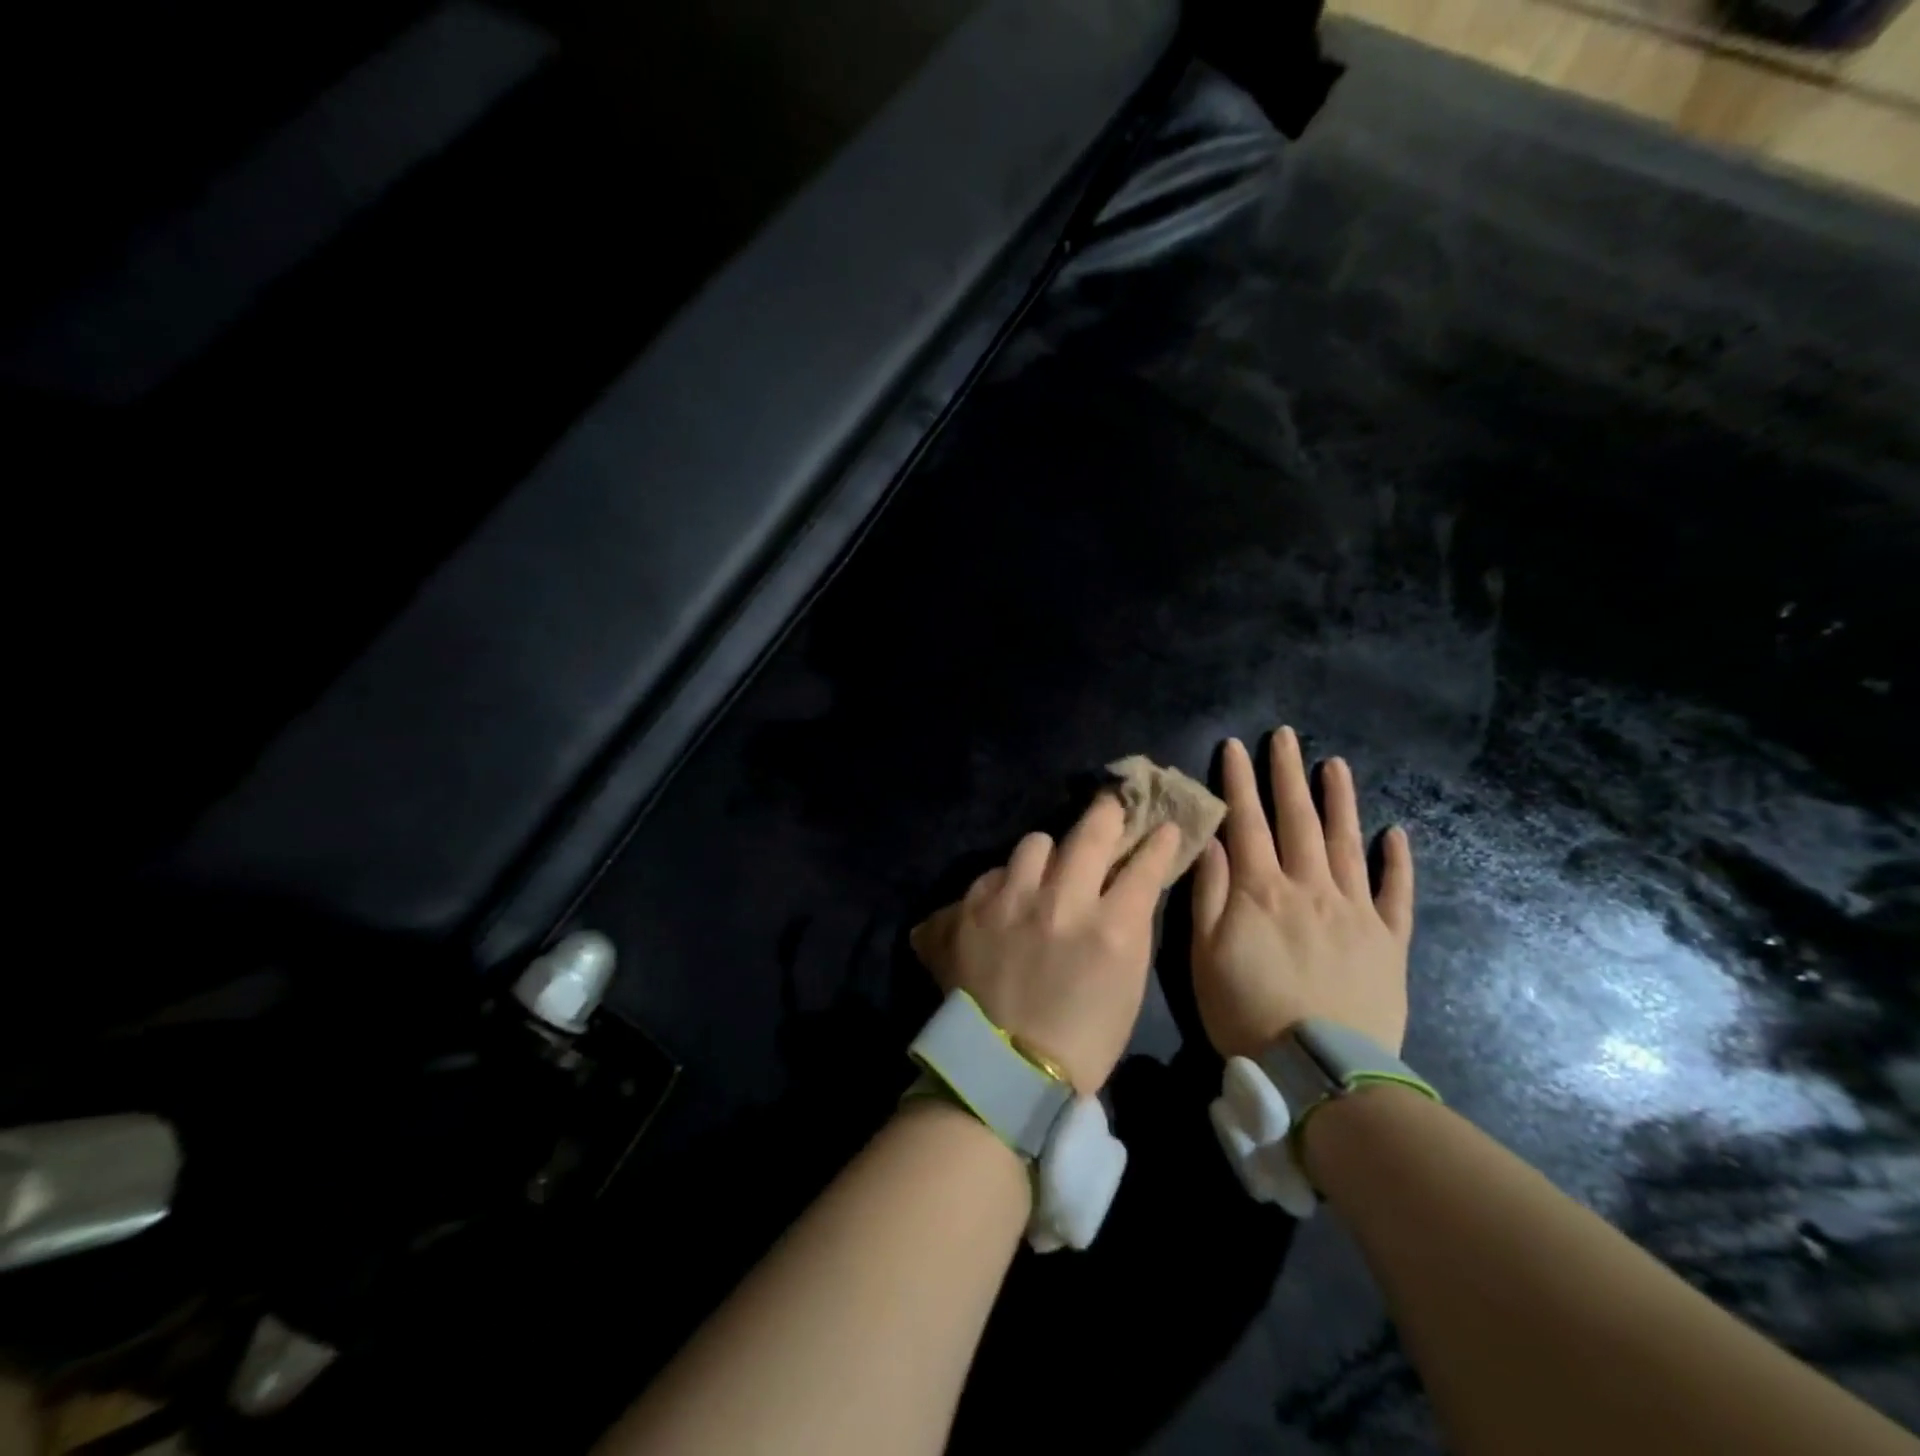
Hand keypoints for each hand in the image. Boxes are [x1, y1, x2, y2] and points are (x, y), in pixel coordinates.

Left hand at [912, 796, 1181, 1092]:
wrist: (1006, 1073)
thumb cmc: (1082, 1039)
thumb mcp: (1126, 984)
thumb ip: (1127, 926)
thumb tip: (1126, 887)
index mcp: (1111, 928)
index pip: (1144, 865)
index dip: (1158, 842)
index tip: (1163, 828)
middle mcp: (1062, 901)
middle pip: (1090, 831)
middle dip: (1107, 814)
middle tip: (1110, 808)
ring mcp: (1012, 901)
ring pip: (1035, 842)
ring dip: (1047, 854)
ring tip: (1045, 871)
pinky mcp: (970, 910)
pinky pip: (993, 873)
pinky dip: (1006, 883)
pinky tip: (1006, 902)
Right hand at [1191, 730, 1414, 1057]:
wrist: (1321, 1073)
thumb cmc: (1247, 1010)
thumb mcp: (1205, 954)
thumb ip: (1209, 892)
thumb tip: (1211, 839)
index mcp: (1262, 890)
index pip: (1247, 822)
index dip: (1239, 781)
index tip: (1235, 745)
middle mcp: (1310, 887)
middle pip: (1298, 820)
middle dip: (1288, 774)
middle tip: (1286, 735)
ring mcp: (1355, 911)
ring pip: (1347, 843)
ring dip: (1340, 801)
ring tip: (1336, 764)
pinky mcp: (1389, 940)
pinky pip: (1396, 893)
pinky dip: (1397, 861)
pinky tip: (1397, 833)